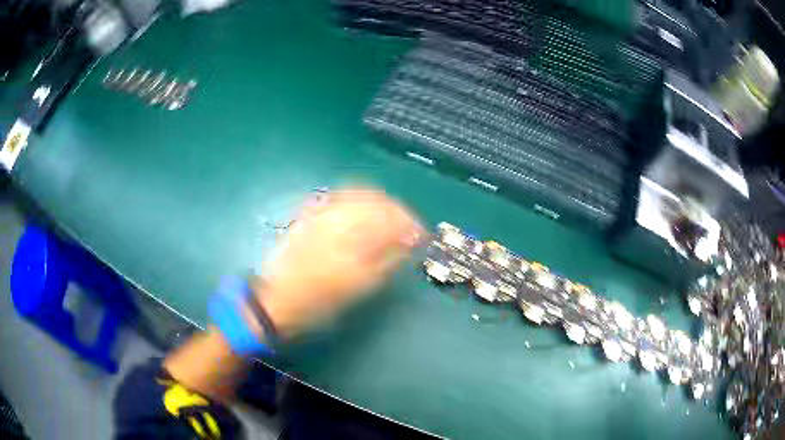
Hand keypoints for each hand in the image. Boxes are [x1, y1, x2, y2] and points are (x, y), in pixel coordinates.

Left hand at [254, 188, 422, 338]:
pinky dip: (359, 199)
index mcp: (353, 237)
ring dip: (381, 203)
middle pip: (378, 200)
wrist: (279, 298)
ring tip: (389, 219)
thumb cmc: (322, 301)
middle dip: (399, 211)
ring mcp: (322, 212)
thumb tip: (411, 242)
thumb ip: (389, 259)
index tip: (422, 236)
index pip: (393, 218)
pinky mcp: (311, 213)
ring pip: (360, 193)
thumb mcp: (360, 287)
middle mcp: (338, 216)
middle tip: (408, 228)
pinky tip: (363, 211)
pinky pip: (340, 196)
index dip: (413, 224)